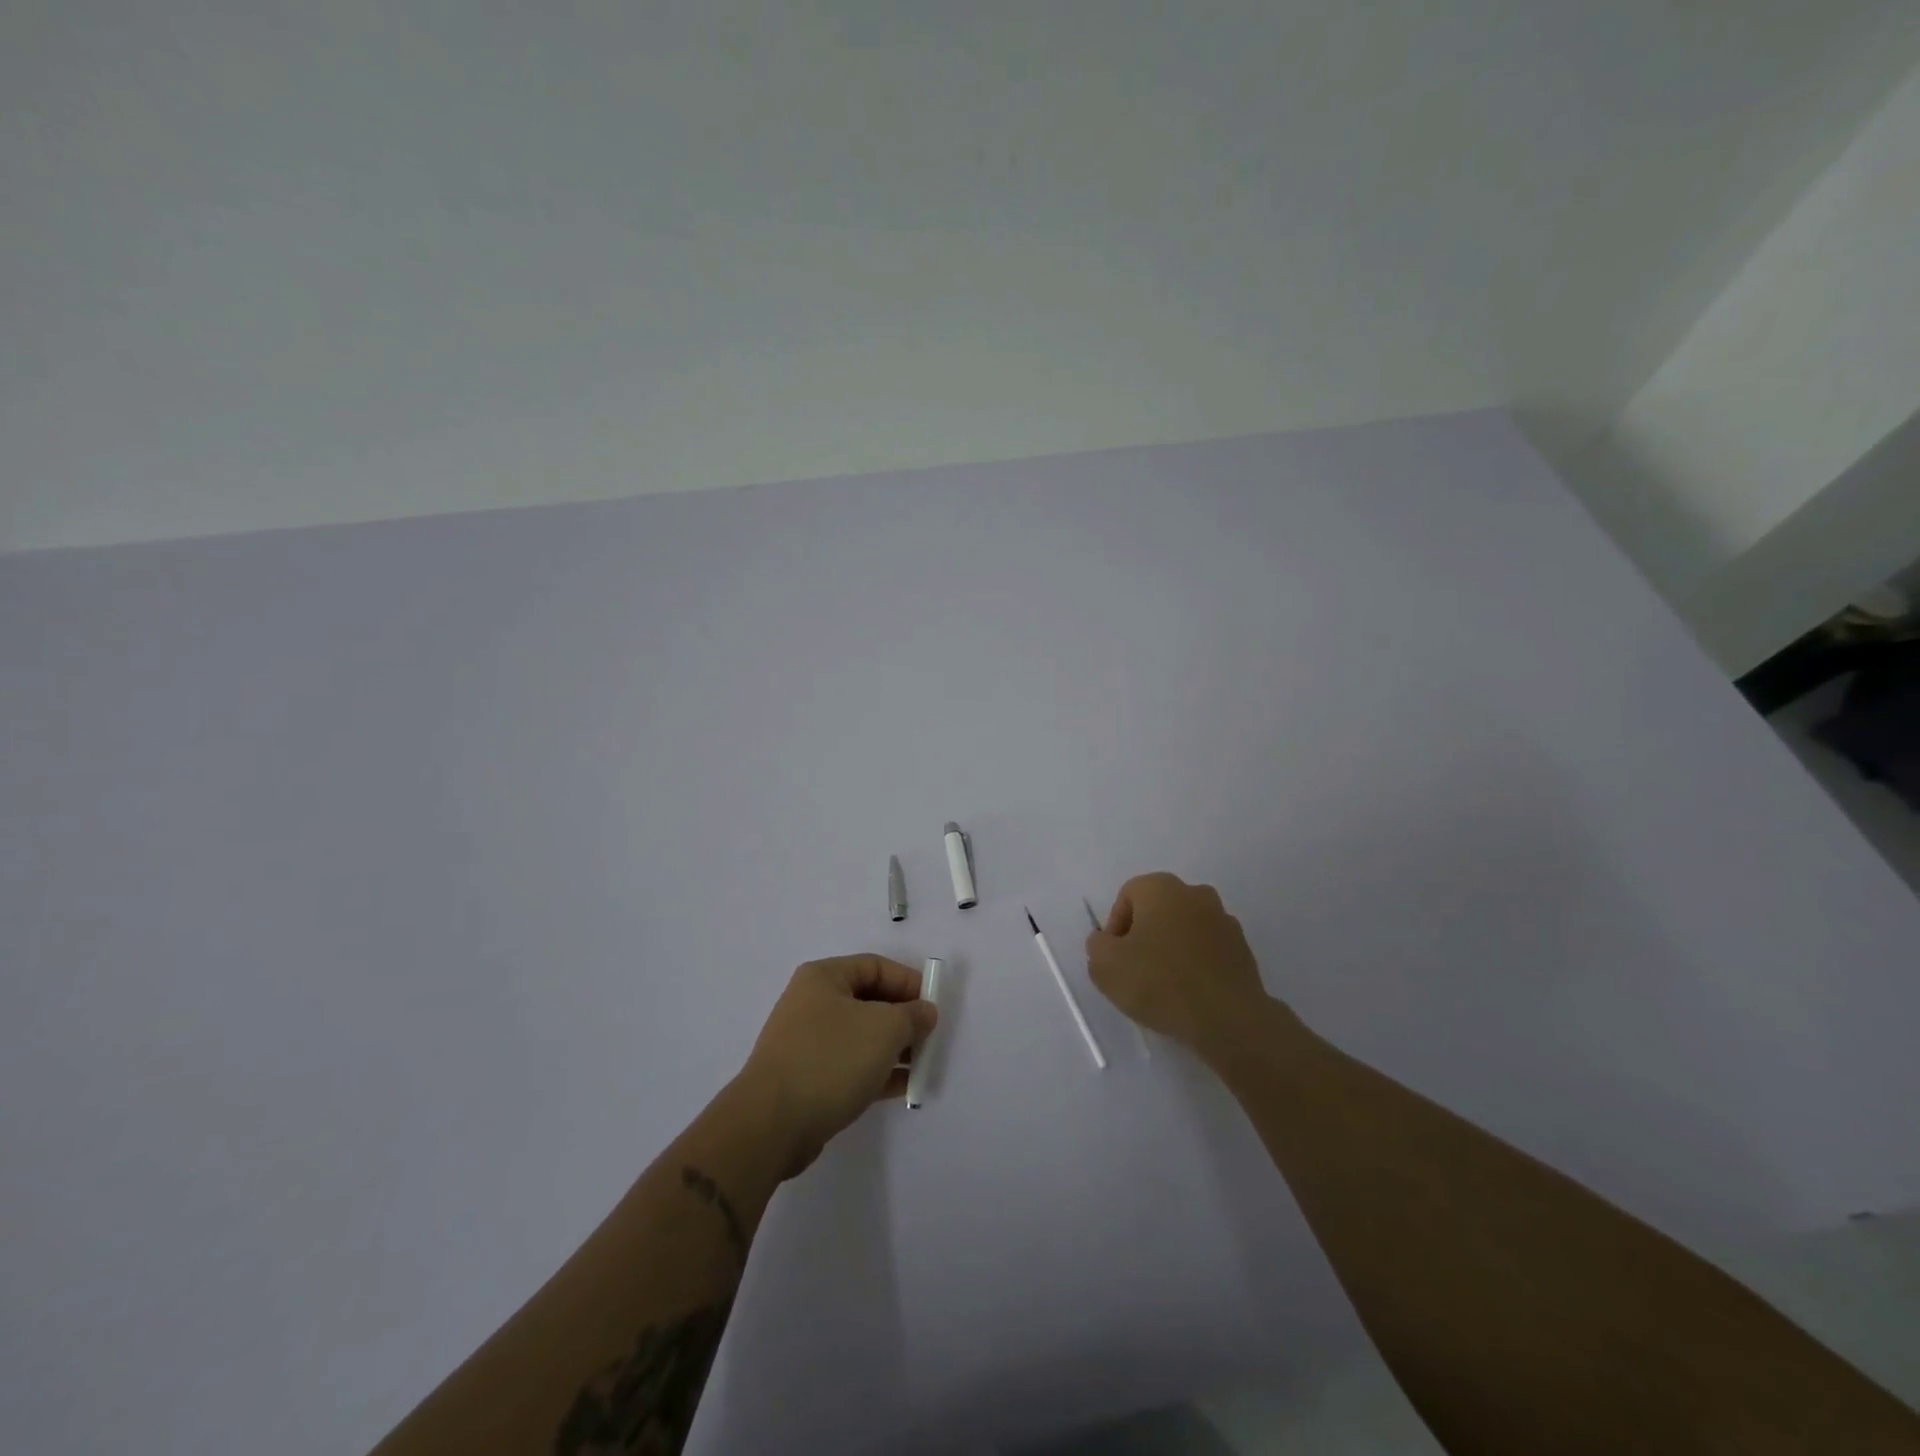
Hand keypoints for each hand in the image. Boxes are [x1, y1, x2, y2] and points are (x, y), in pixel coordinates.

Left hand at [735, 956, 937, 1178]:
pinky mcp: (807, 1079)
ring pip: (861, 1036)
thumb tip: (924, 1012)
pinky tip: (903, 1087)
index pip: (875, 966)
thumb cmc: (831, 1059)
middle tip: (930, 1038)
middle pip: (869, 1001)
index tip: (934, 1006)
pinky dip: (877, 1071)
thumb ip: (912, 1015)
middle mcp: (812, 1003)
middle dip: (903, 1018)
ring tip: (922, 1065)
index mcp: (824, 977)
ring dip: (894, 1048)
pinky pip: (851, 1066)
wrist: (771, 1124)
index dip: (909, 982)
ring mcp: (807, 1043)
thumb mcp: (884, 1028)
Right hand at [1086, 872, 1270, 1056]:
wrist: (1227, 1018)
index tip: (1116, 958)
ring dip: (1172, 949)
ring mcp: (1224, 919)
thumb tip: (1107, 941)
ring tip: (1165, 986)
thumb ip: (1097, 945)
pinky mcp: (1242, 948)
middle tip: (1136, 970)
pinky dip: (1196, 964)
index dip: (1116, 928)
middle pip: (1157, 910)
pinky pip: (1208, 950)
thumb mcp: (1105, 966)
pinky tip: (1190, 993)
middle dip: (1144, 935)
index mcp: (1161, 888)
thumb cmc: (1160, 982)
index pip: (1127, 897)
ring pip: (1184, 929)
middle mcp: (1195, 893)